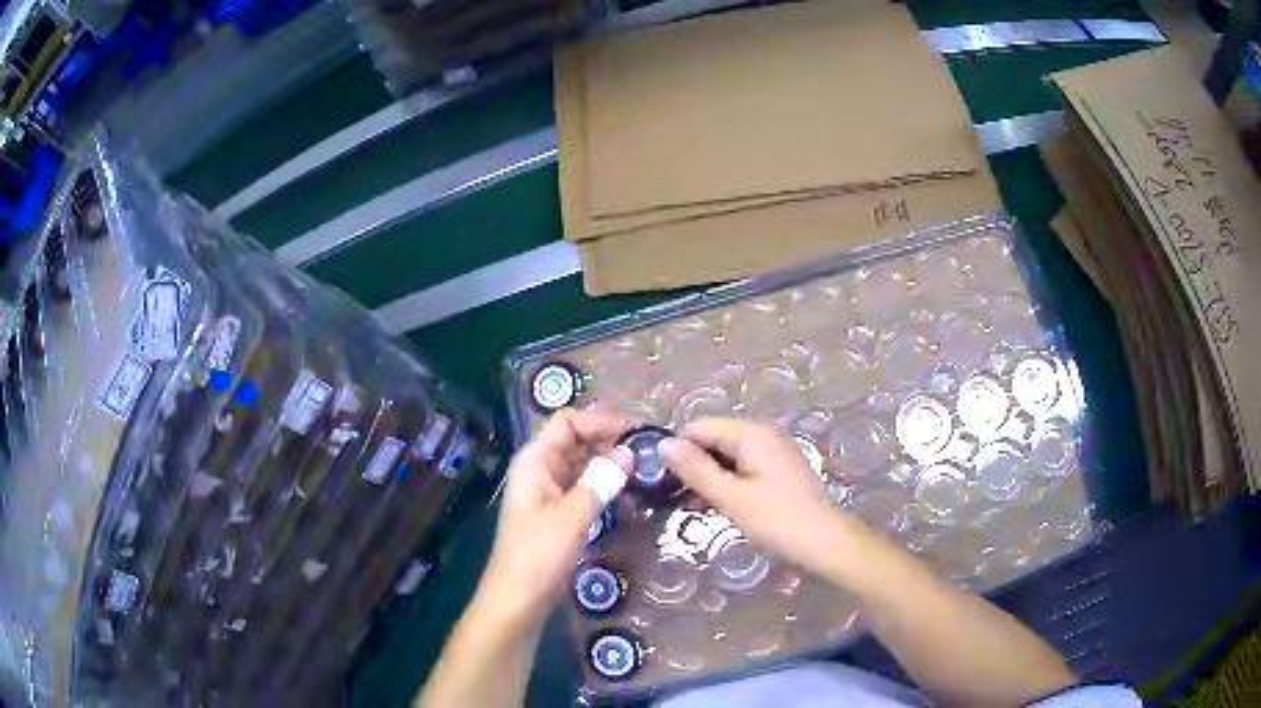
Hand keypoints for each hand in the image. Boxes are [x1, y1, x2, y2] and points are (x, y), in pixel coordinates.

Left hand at [475, 409, 632, 630]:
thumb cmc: (538, 555)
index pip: (567, 421)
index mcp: (535, 461)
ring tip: (644, 469)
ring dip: (609, 462)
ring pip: (581, 464)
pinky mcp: (557, 512)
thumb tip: (629, 453)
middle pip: (575, 439)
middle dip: (608, 440)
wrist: (517, 600)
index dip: (600, 420)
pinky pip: (582, 486)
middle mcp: (540, 469)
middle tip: (647, 450)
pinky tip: (627, 492)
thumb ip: (600, 482)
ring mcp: (547, 492)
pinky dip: (603, 484)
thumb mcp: (571, 517)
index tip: (636, 432)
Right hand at [659, 417, 852, 573]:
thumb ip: (696, 470)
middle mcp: (762, 436)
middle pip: (714, 439)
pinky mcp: (777, 472)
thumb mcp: (731, 497)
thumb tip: (663, 443)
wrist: (824, 542)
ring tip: (685, 504)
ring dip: (706, 477)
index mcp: (751, 434)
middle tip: (668, 495)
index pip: (700, 427)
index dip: (677, 448)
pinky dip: (725, 483)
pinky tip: (711, 505)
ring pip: (727, 456)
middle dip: (691, 463)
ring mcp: (772, 454)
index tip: (657, 476)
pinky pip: (742, 469)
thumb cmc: (776, 519)